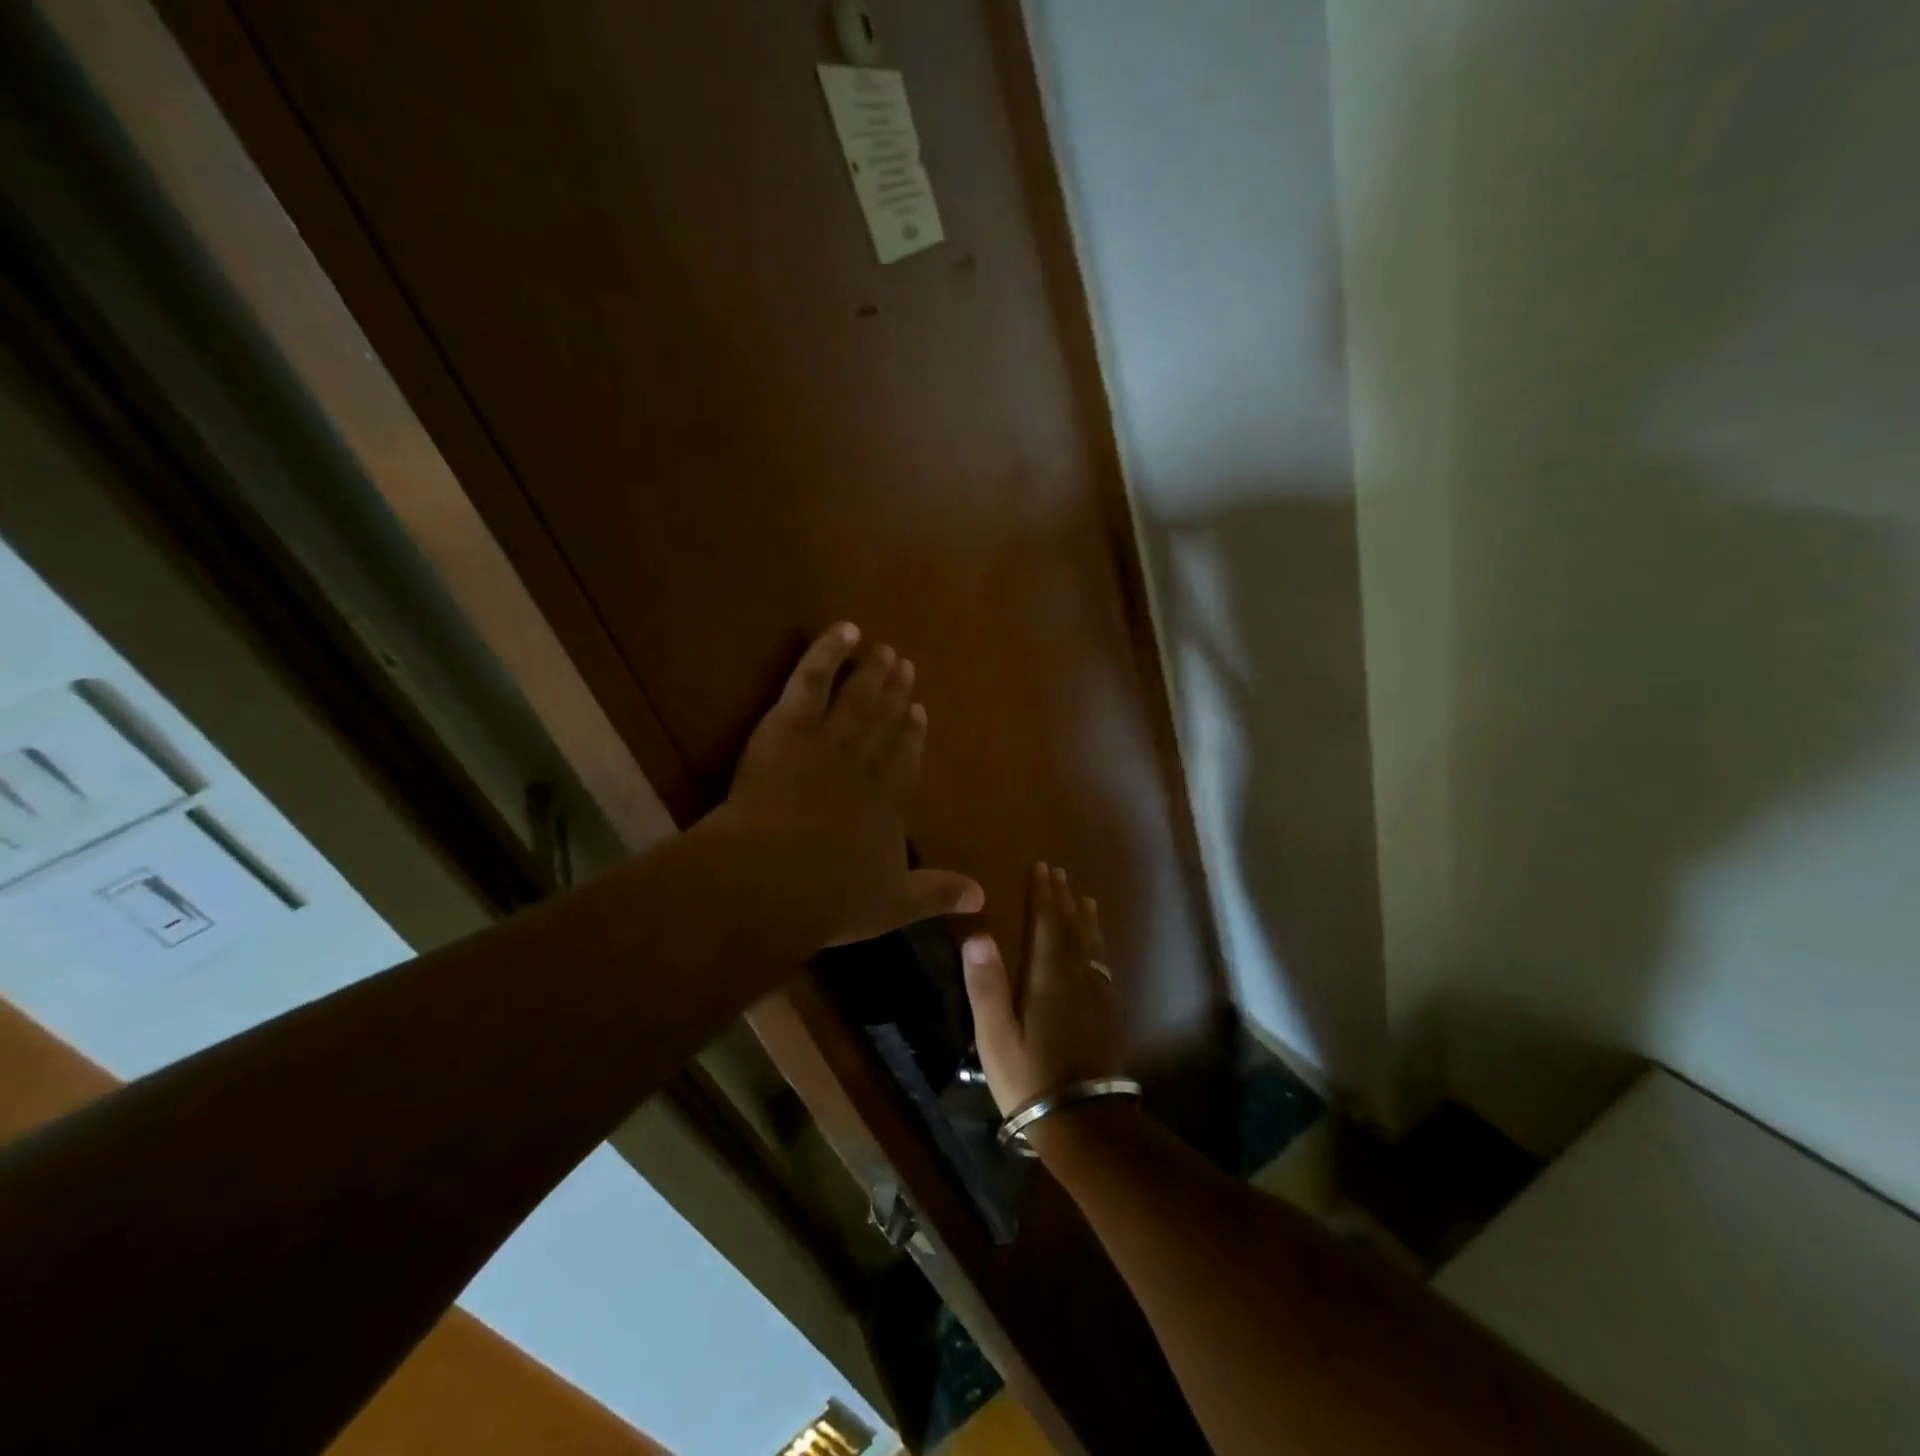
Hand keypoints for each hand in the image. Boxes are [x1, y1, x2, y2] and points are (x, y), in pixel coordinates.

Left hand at [719, 623, 983, 947]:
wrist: (775, 879)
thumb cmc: (832, 897)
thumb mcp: (894, 904)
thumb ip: (938, 894)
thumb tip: (984, 897)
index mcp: (886, 803)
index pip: (904, 762)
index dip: (912, 736)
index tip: (919, 712)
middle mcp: (863, 765)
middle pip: (882, 724)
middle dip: (895, 697)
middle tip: (906, 668)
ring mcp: (827, 742)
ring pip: (856, 700)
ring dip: (871, 675)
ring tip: (884, 651)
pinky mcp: (790, 726)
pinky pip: (812, 680)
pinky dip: (828, 652)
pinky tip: (844, 629)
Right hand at [961, 862, 1123, 1117]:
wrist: (1084, 1122)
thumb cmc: (1030, 1078)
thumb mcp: (996, 1035)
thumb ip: (986, 985)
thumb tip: (977, 934)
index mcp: (1049, 977)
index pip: (1047, 923)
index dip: (1044, 894)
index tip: (1041, 867)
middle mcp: (1078, 978)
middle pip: (1072, 928)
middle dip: (1063, 898)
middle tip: (1059, 873)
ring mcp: (1097, 996)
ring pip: (1091, 945)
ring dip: (1085, 918)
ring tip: (1085, 898)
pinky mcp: (1107, 1015)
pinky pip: (1102, 965)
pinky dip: (1097, 945)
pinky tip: (1096, 951)